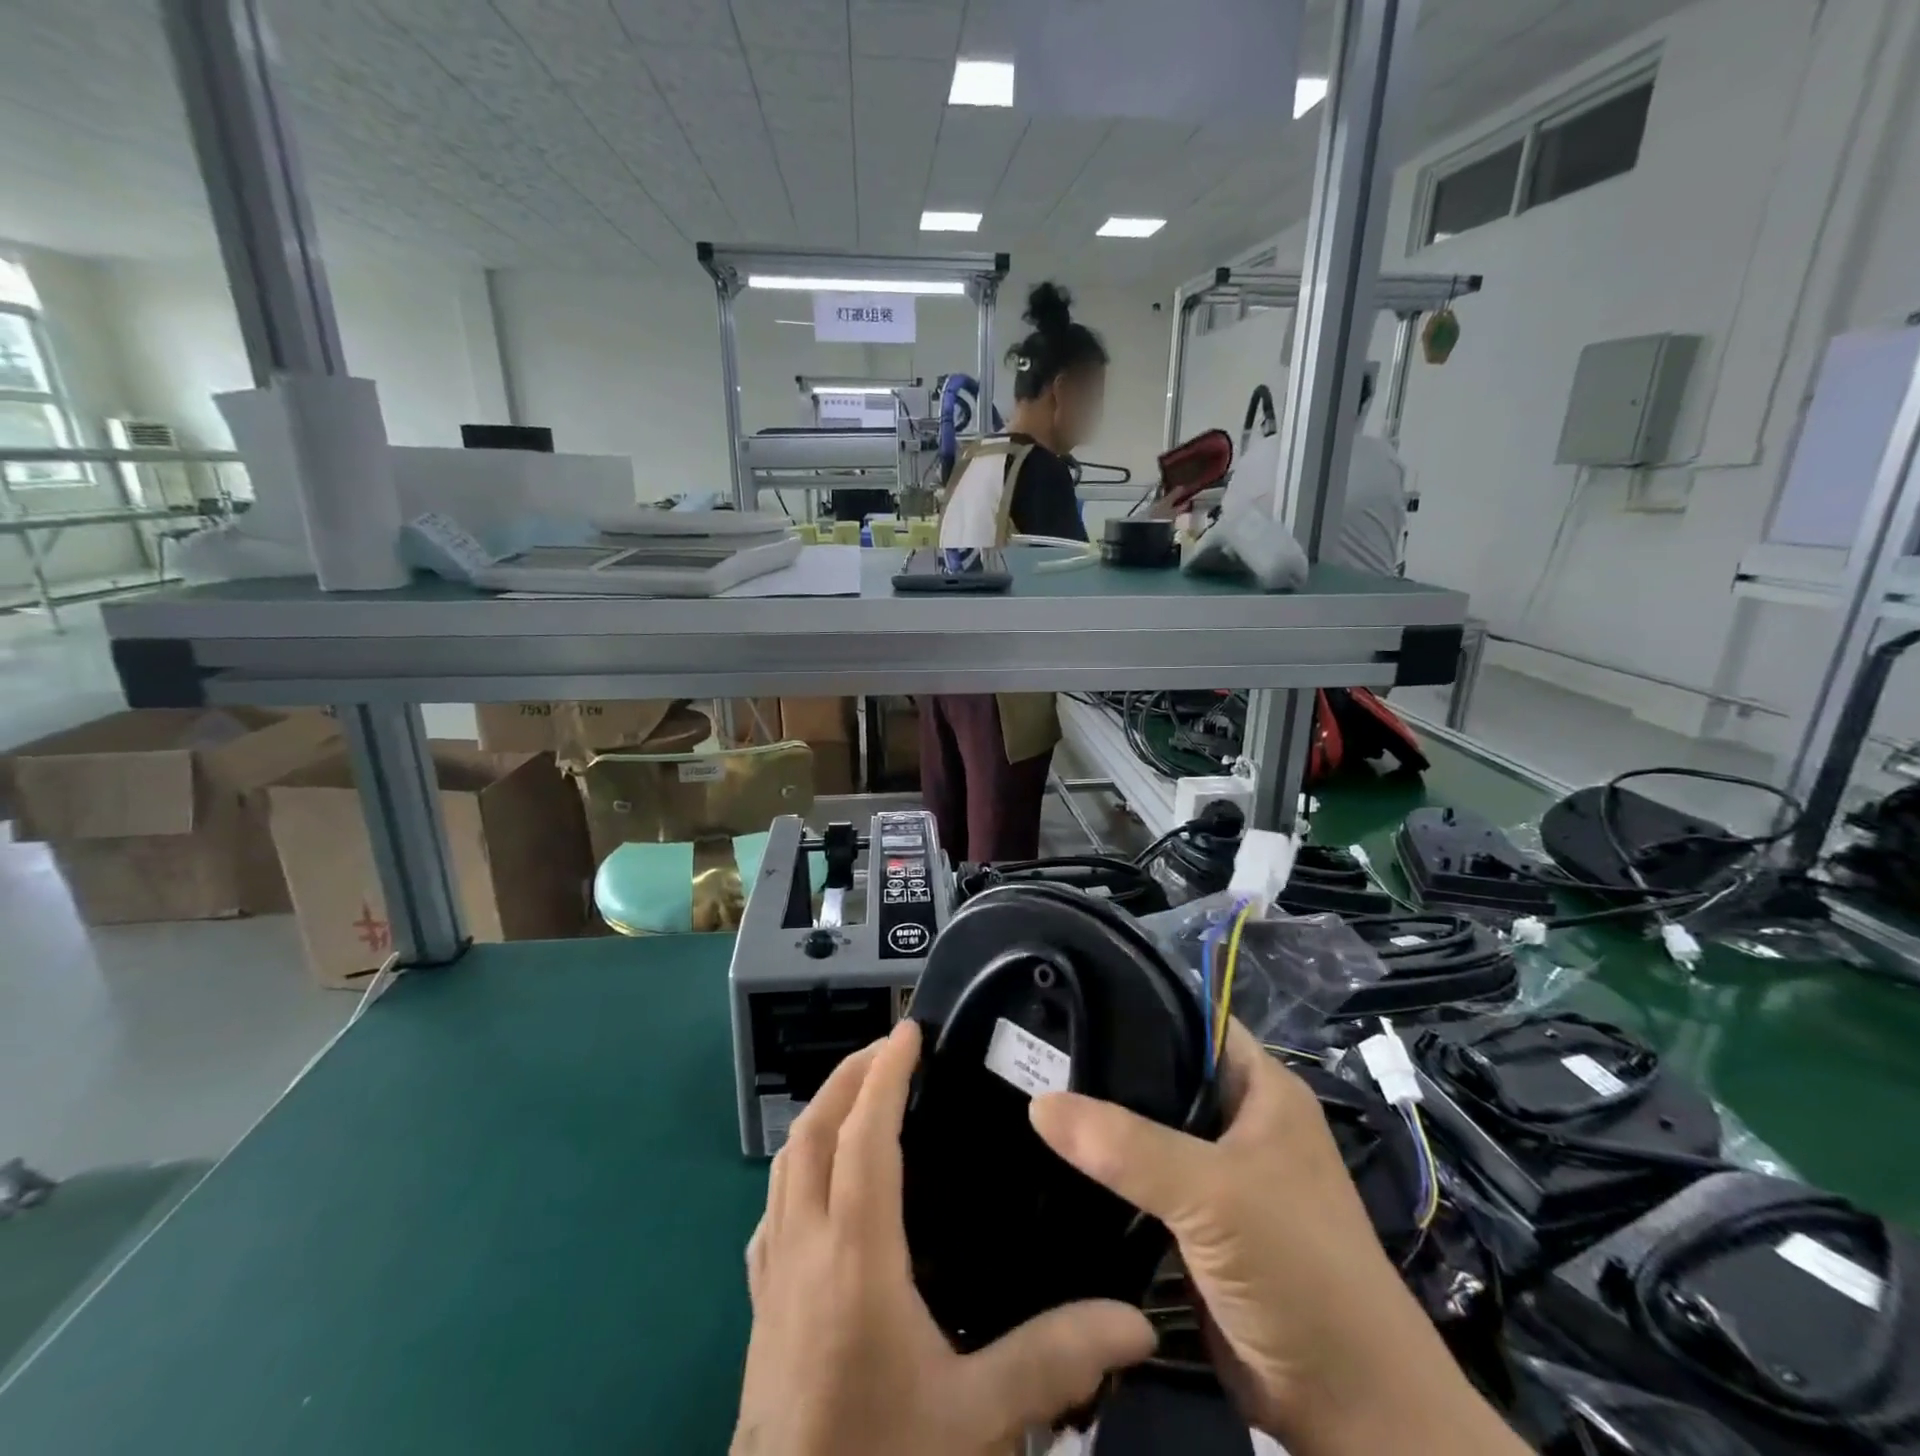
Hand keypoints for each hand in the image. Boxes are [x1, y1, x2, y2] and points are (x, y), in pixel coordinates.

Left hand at [734, 1021, 1155, 1455]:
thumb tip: (1133, 1321)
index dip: (885, 1074)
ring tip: (861, 1092)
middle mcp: (804, 1245)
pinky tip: (822, 1178)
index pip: (863, 1136)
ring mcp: (773, 1272)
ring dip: (821, 1111)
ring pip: (785, 1161)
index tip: (910, 1032)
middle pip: (812, 1130)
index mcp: (854, 1255)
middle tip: (890, 1048)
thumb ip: (1053, 1358)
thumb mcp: (976, 1418)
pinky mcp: (760, 1301)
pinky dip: (798, 1164)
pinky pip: (773, 1205)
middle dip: (849, 1075)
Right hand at [1030, 1020, 1524, 1455]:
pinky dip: (1102, 1173)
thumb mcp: (1215, 1195)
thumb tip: (1038, 1103)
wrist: (1349, 1413)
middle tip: (1032, 1047)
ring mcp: (1215, 1175)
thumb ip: (1127, 1146)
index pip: (1191, 1018)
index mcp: (1260, 1088)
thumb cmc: (1300, 1271)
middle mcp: (1237, 1120)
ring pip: (1144, 1130)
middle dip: (1104, 1064)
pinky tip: (1049, 1157)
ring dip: (1098, 1122)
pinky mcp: (1193, 1224)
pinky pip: (1138, 1182)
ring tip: (1025, 1092)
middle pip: (1160, 1073)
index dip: (1136, 1002)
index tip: (1068, 995)